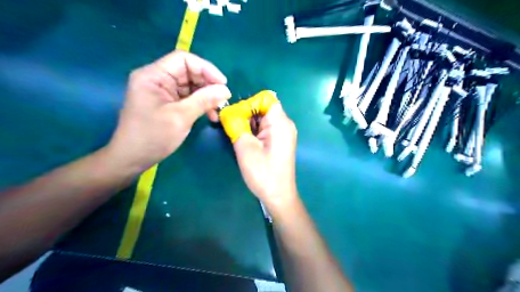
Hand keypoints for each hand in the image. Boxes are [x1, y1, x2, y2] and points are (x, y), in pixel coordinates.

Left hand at [108, 50, 230, 171]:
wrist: (132, 158)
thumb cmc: (153, 137)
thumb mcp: (181, 117)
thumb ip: (204, 100)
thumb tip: (226, 90)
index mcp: (154, 75)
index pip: (184, 59)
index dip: (206, 69)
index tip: (223, 84)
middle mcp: (157, 79)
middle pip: (189, 72)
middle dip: (208, 85)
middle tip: (222, 100)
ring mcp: (162, 91)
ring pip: (191, 86)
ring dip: (206, 96)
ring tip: (218, 110)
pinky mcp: (167, 102)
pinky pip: (188, 97)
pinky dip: (200, 104)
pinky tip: (210, 115)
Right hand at [220, 93, 300, 207]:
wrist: (278, 195)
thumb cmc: (263, 172)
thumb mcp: (245, 147)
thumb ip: (235, 125)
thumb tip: (227, 112)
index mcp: (280, 122)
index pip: (265, 98)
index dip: (249, 103)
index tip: (235, 115)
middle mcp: (285, 124)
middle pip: (264, 108)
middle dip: (246, 113)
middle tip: (232, 126)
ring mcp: (283, 133)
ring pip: (263, 119)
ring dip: (249, 123)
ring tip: (237, 134)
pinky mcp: (280, 141)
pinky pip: (266, 129)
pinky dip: (254, 131)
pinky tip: (245, 141)